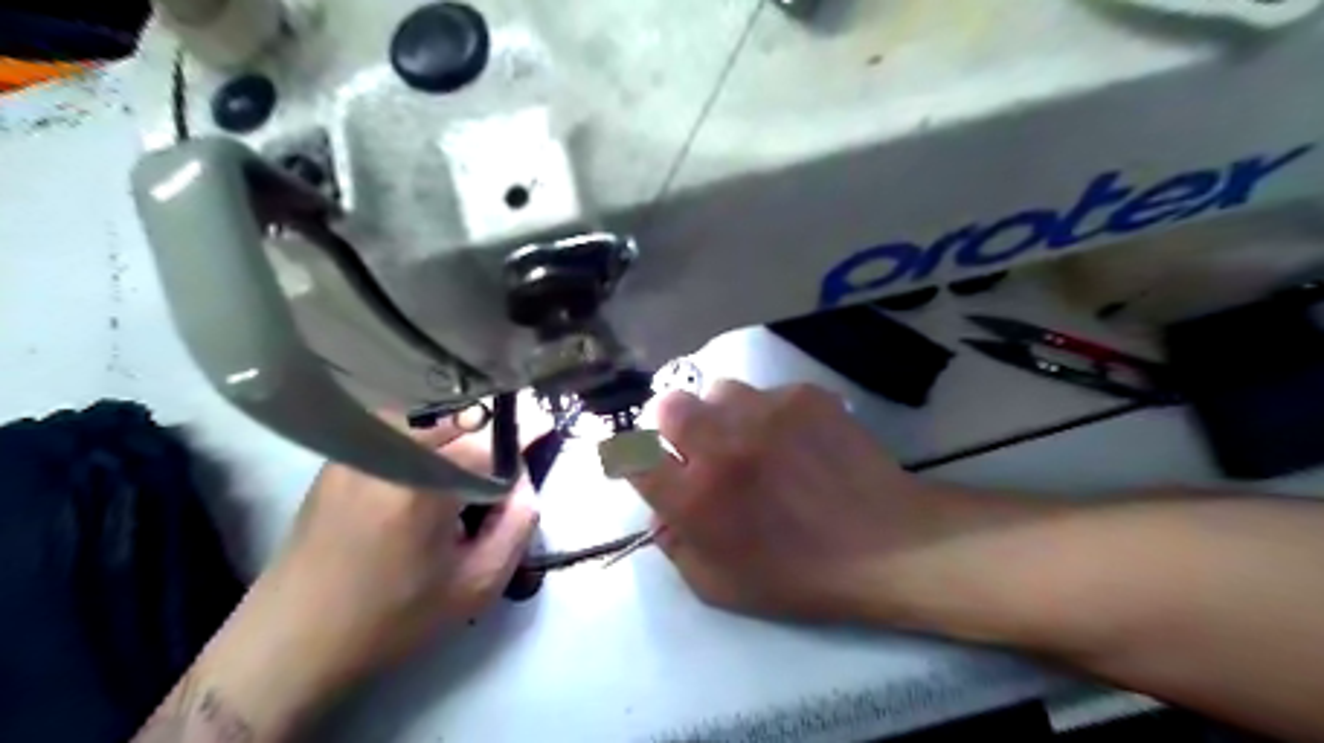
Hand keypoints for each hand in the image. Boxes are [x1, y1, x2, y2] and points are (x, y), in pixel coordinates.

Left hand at [245, 415, 536, 694]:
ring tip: (467, 469)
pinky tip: (430, 467)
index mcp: (425, 483)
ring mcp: (360, 446)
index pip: (493, 436)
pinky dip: (428, 432)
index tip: (546, 429)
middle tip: (503, 468)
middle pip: (464, 416)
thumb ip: (518, 524)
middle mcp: (389, 449)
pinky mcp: (342, 452)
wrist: (295, 638)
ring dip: (461, 430)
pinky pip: (401, 423)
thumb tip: (525, 480)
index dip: (525, 432)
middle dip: (494, 433)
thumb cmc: (393, 617)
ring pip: (432, 413)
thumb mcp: (477, 584)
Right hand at [626, 380, 969, 622]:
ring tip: (754, 439)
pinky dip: (771, 413)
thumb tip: (660, 509)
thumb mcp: (720, 586)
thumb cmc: (801, 576)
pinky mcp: (802, 396)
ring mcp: (765, 413)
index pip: (632, 455)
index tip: (652, 463)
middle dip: (674, 426)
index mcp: (695, 498)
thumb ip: (676, 546)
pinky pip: (767, 393)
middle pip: (667, 406)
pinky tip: (797, 439)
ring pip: (719, 391)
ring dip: (725, 415)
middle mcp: (721, 446)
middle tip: (700, 446)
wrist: (886, 543)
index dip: (635, 457)